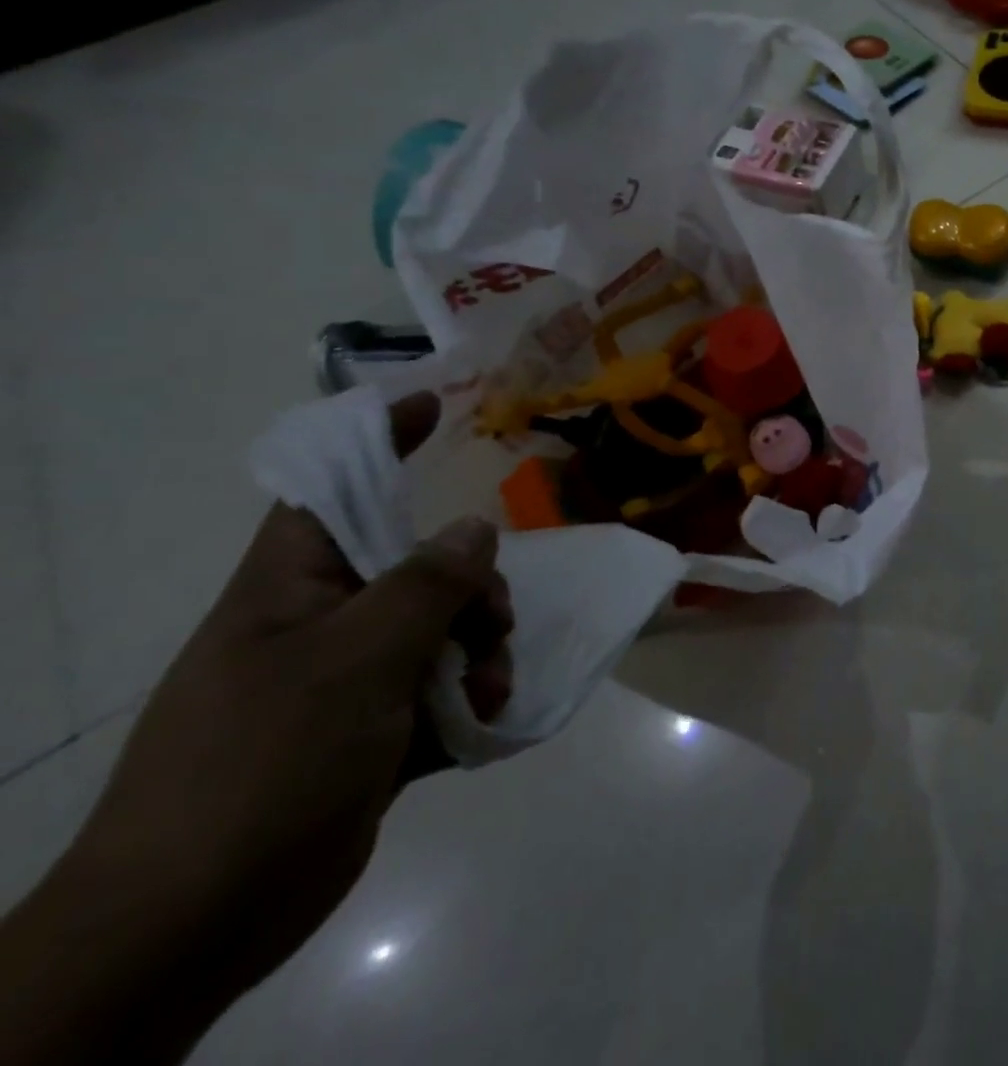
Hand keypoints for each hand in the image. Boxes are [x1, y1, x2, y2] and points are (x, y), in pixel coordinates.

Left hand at [56, 393, 512, 1028]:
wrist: (191, 927)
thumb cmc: (261, 767)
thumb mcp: (356, 663)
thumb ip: (426, 586)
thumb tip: (474, 527)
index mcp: (290, 589)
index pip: (331, 491)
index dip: (376, 442)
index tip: (429, 404)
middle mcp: (319, 622)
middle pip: (417, 566)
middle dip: (472, 587)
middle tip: (492, 622)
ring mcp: (345, 679)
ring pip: (441, 628)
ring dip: (480, 649)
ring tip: (489, 688)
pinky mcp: (369, 729)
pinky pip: (440, 685)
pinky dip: (470, 695)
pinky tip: (485, 717)